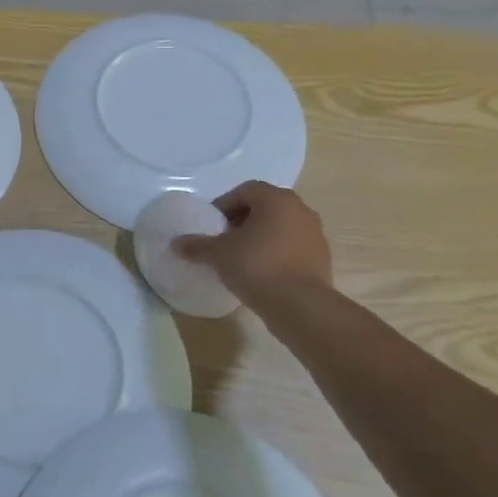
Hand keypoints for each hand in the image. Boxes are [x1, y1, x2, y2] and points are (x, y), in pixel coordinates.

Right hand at [173, 182, 332, 308]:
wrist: (300, 306)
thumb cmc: (256, 267)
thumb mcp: (218, 254)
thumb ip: (196, 245)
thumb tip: (175, 243)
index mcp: (276, 199)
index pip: (245, 190)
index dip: (224, 204)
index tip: (212, 224)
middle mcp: (300, 210)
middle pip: (265, 206)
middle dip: (242, 219)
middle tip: (224, 238)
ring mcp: (315, 234)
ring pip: (280, 226)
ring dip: (260, 235)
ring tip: (241, 256)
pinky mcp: (321, 257)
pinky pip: (292, 246)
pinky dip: (275, 251)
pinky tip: (261, 271)